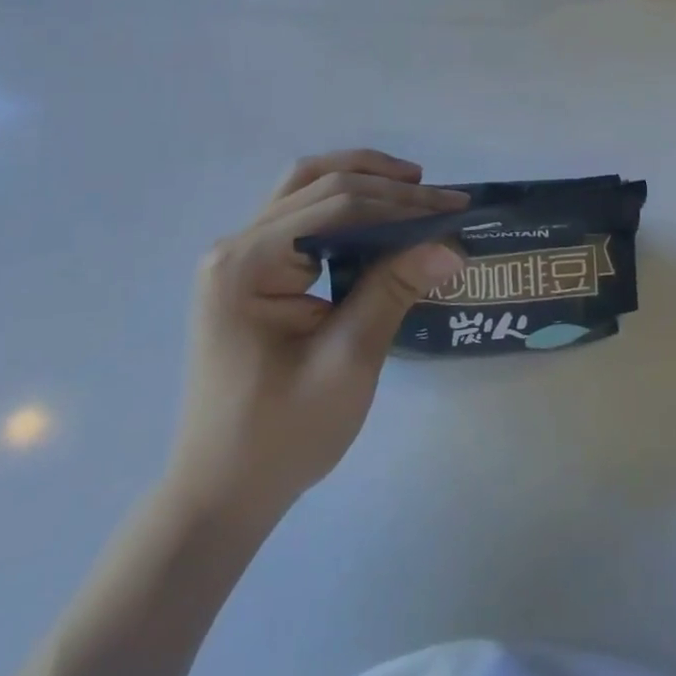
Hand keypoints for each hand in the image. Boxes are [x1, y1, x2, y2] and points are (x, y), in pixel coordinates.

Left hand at [163, 150, 468, 530]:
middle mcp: (236, 246)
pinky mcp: (248, 271)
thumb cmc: (281, 436)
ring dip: (362, 180)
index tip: (455, 211)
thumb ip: (394, 290)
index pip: (339, 207)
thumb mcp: (347, 362)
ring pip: (306, 188)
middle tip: (446, 199)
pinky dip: (343, 204)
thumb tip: (451, 245)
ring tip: (413, 186)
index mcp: (248, 264)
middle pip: (321, 185)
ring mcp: (238, 257)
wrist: (220, 494)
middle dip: (388, 187)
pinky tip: (377, 215)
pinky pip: (300, 215)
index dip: (402, 205)